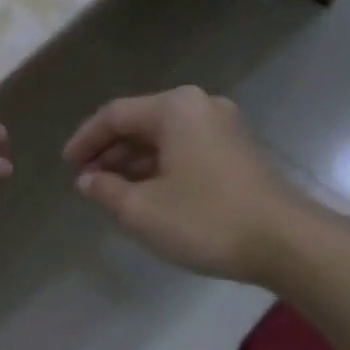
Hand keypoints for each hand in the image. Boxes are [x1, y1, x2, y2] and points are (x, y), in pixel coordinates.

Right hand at [64, 86, 315, 282]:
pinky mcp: (237, 153)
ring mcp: (224, 129)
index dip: (85, 140)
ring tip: (111, 193)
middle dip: (110, 153)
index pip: (115, 115)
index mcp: (175, 109)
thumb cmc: (205, 220)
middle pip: (141, 123)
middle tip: (86, 182)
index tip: (66, 166)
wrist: (283, 241)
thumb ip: (107, 190)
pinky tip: (147, 196)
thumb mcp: (142, 210)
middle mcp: (201, 107)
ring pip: (164, 140)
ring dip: (134, 164)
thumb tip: (87, 180)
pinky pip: (185, 152)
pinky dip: (160, 169)